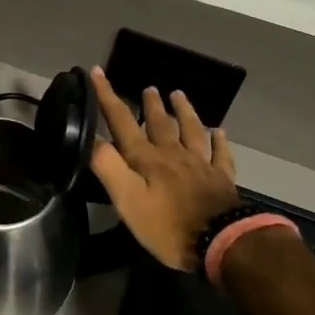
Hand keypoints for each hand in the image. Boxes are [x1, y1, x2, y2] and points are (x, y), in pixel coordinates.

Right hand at [88, 68, 241, 271]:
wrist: (222, 242)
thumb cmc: (168, 226)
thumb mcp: (128, 200)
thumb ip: (109, 167)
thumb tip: (91, 137)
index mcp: (147, 159)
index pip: (122, 121)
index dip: (108, 96)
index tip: (97, 71)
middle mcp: (174, 154)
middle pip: (160, 123)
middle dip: (150, 104)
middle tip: (149, 88)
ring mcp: (201, 164)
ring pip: (191, 130)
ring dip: (184, 111)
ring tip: (178, 95)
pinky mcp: (222, 179)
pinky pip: (221, 153)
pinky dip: (219, 140)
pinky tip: (219, 131)